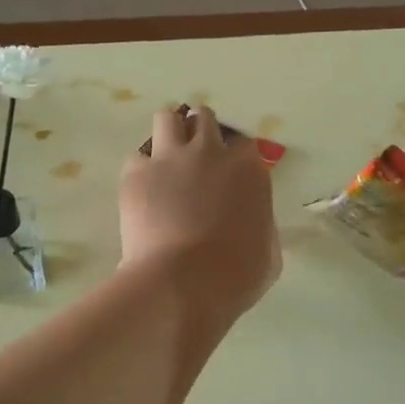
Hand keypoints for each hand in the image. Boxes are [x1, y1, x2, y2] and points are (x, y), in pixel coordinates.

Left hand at [120, 106, 278, 322]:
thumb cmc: (235, 276)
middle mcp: (210, 152)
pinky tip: (142, 191)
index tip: (228, 176)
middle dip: (200, 134)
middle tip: (195, 160)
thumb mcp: (268, 252)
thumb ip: (261, 223)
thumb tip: (251, 219)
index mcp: (248, 169)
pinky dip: (140, 170)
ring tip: (165, 158)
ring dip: (169, 133)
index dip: (234, 159)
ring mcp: (170, 157)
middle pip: (204, 120)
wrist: (182, 283)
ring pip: (167, 119)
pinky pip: (136, 158)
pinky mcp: (136, 172)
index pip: (243, 145)